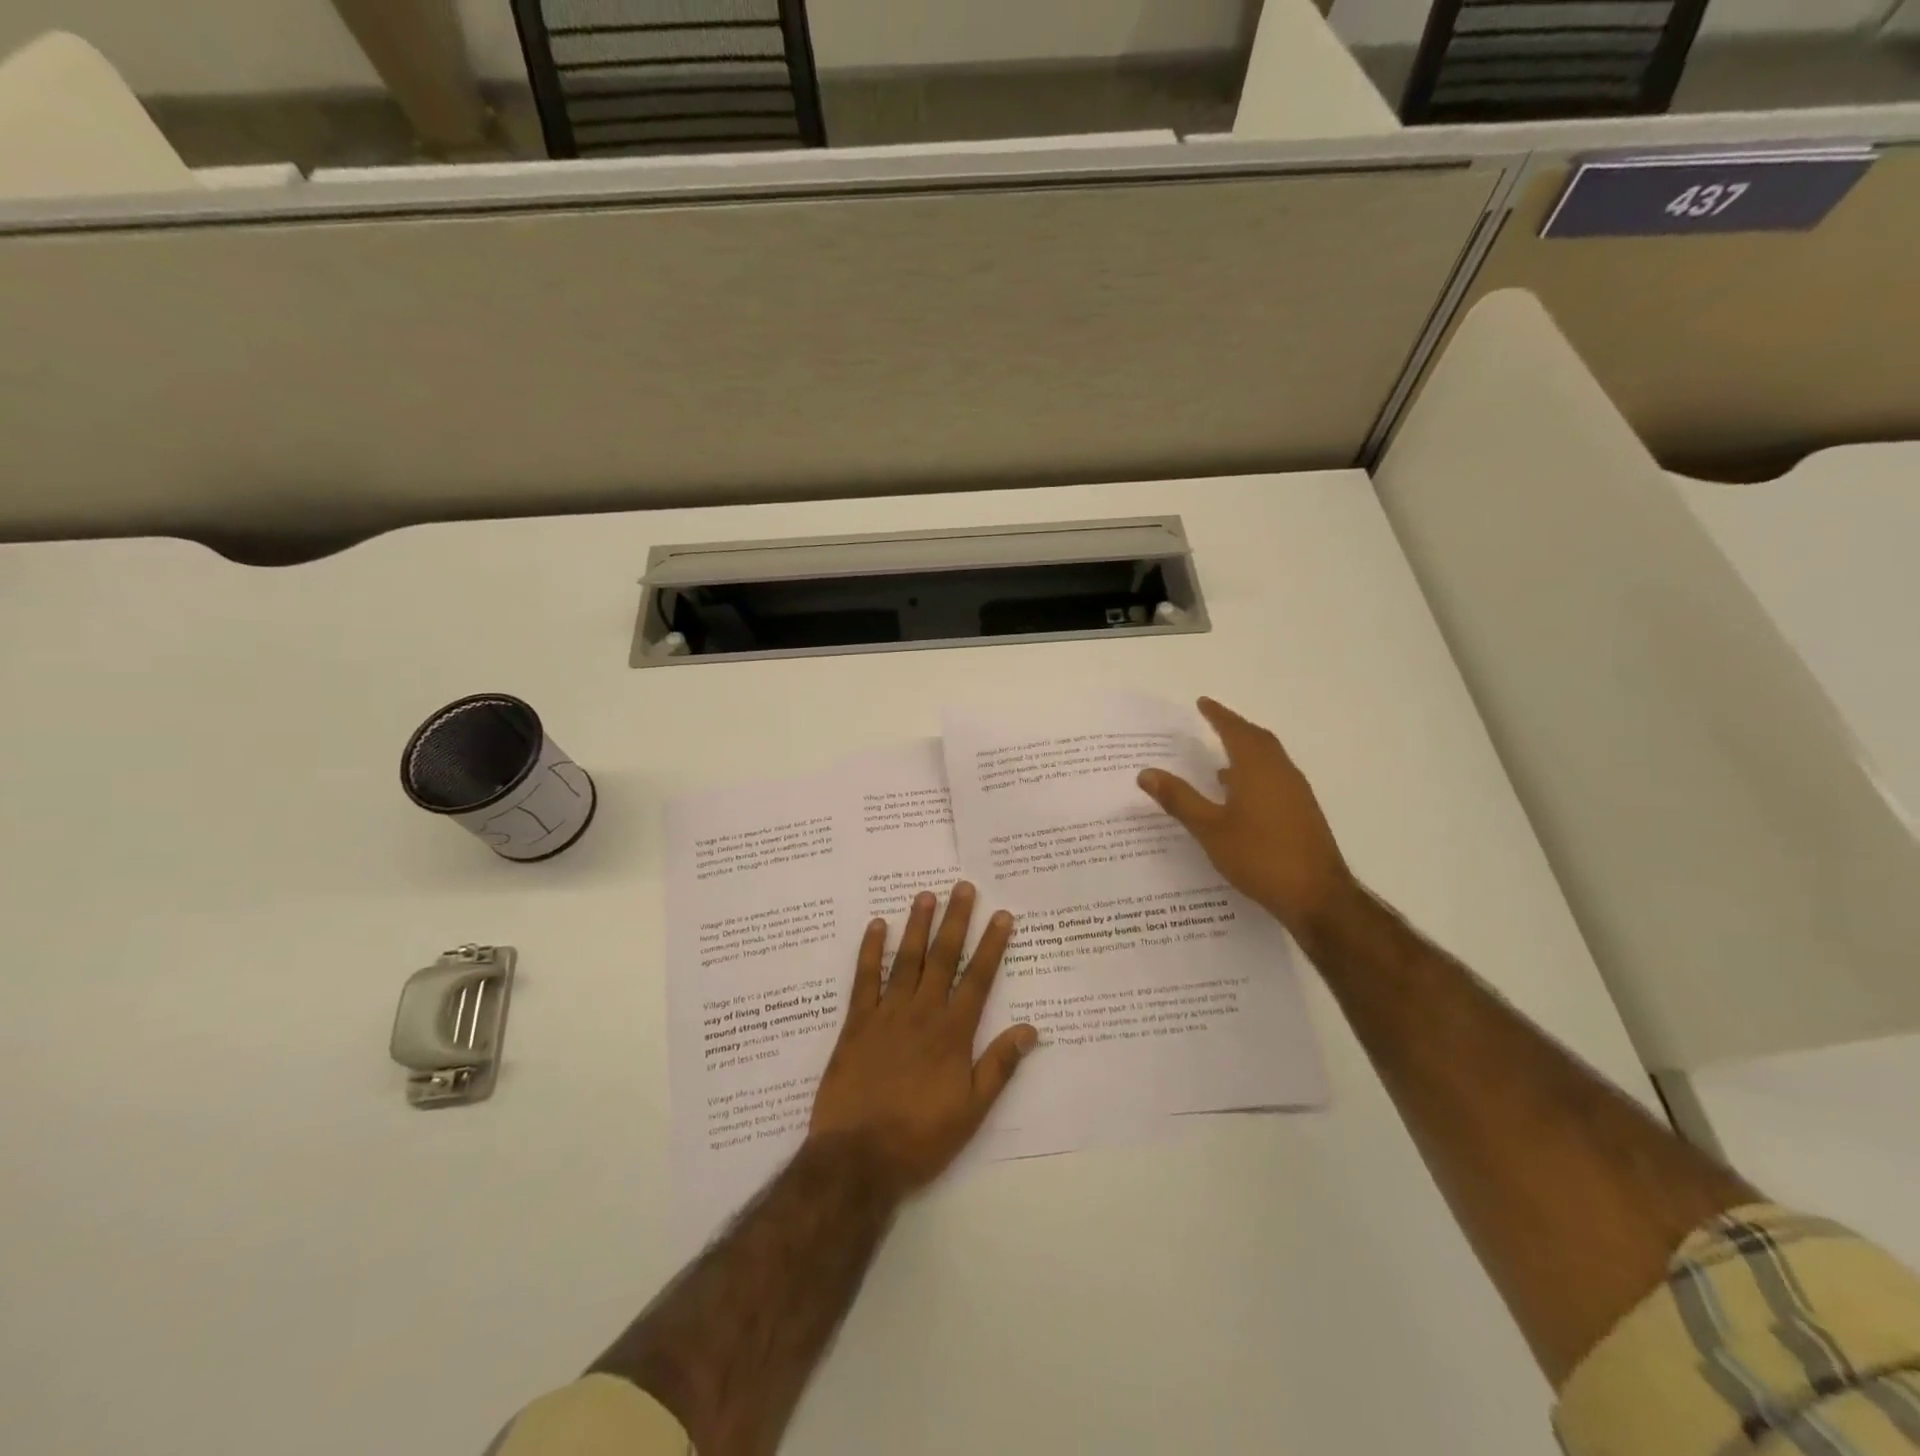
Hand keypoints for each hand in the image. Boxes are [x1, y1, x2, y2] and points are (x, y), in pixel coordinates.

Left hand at [808, 882, 1037, 1198]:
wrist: (859, 1158)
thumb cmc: (921, 1138)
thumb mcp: (971, 1111)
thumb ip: (999, 1066)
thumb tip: (1030, 1029)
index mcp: (952, 1033)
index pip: (977, 979)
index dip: (991, 945)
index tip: (1001, 915)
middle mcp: (922, 1013)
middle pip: (942, 958)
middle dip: (956, 921)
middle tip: (963, 887)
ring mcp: (886, 1014)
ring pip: (906, 960)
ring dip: (917, 926)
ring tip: (926, 895)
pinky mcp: (856, 1023)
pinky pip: (864, 979)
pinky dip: (870, 951)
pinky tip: (876, 925)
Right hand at [1137, 697, 1359, 948]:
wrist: (1316, 896)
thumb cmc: (1259, 856)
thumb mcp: (1209, 829)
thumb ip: (1179, 799)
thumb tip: (1146, 772)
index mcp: (1257, 769)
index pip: (1235, 731)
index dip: (1218, 715)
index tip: (1202, 702)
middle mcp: (1281, 773)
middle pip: (1257, 740)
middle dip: (1234, 728)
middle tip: (1213, 722)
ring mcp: (1296, 793)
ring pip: (1269, 760)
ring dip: (1246, 751)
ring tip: (1220, 759)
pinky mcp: (1302, 813)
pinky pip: (1275, 778)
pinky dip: (1255, 773)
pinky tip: (1239, 795)